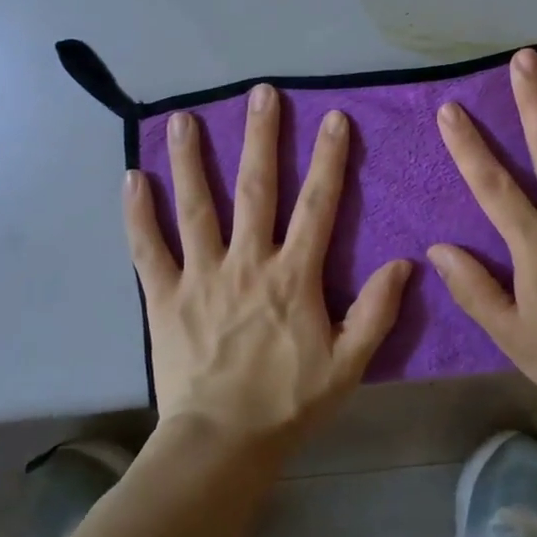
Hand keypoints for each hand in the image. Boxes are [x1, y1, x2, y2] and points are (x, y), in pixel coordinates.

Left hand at [124, 85, 413, 456]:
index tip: (334, 119)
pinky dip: (138, 214)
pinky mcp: (163, 296)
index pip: (317, 205)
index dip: (329, 160)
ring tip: (186, 118)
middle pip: (256, 188)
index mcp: (293, 275)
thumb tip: (405, 263)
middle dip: (261, 137)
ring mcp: (201, 275)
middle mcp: (247, 262)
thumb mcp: (349, 363)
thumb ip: (377, 311)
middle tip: (261, 93)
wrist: (221, 443)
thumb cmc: (288, 402)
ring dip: (193, 160)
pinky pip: (147, 248)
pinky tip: (132, 179)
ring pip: (197, 206)